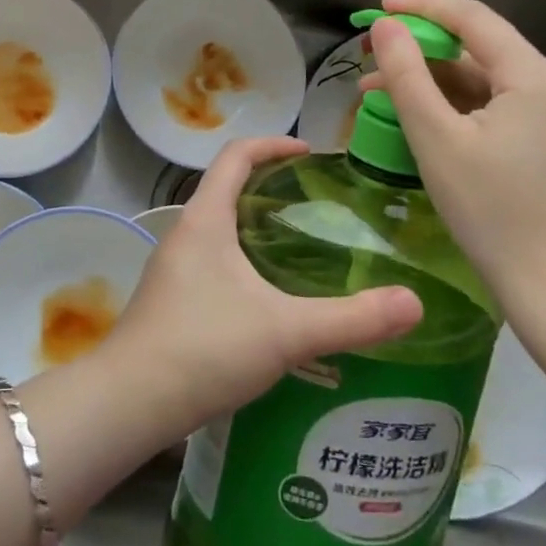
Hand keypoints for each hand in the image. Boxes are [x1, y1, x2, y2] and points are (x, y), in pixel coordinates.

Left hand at [106, 136, 421, 440]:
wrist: (131, 400)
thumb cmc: (205, 346)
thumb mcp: (286, 331)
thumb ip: (351, 318)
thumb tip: (415, 303)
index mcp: (206, 218)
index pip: (235, 155)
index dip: (272, 145)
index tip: (309, 153)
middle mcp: (185, 232)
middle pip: (226, 188)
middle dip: (269, 187)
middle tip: (315, 204)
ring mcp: (173, 266)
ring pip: (218, 228)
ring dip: (254, 227)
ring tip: (300, 249)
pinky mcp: (170, 298)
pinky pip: (211, 260)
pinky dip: (242, 260)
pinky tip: (268, 299)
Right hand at [362, 0, 545, 315]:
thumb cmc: (493, 210)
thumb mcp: (437, 137)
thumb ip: (407, 74)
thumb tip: (385, 26)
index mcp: (533, 76)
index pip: (472, 18)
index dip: (421, 7)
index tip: (376, 11)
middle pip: (478, 48)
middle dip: (420, 49)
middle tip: (369, 59)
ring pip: (484, 81)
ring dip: (432, 81)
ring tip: (378, 95)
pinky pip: (495, 108)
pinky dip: (455, 106)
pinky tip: (419, 120)